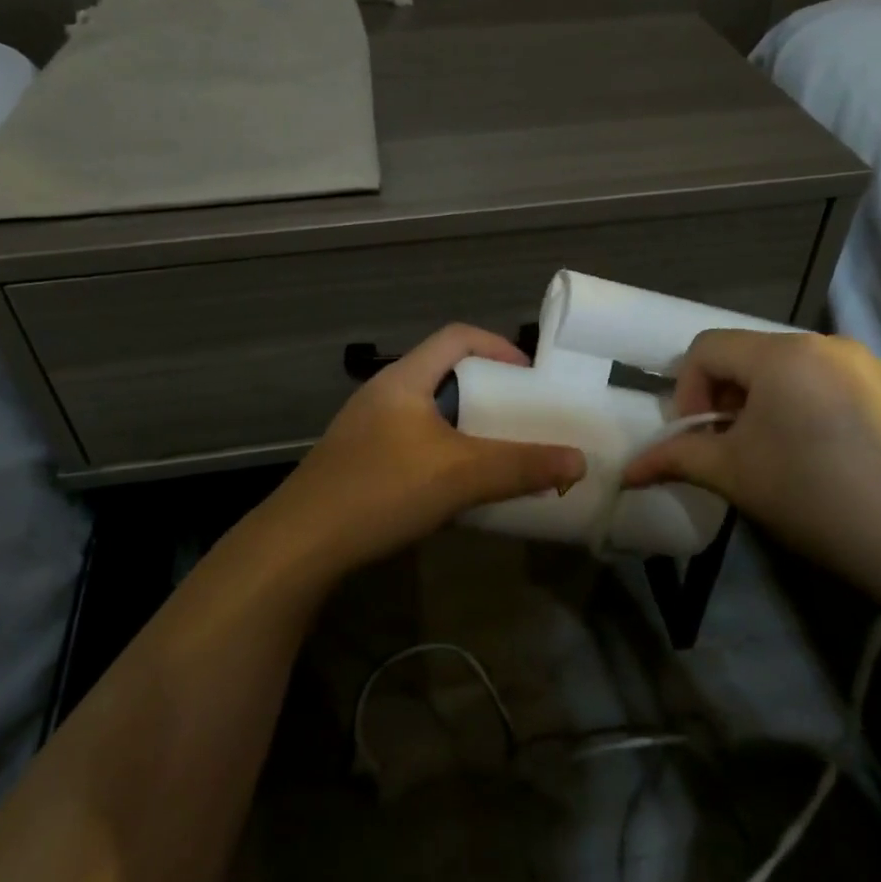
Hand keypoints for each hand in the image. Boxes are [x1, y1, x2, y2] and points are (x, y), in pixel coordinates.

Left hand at [252, 325, 586, 578]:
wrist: (300, 545)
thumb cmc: (382, 490)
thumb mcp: (460, 475)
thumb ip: (521, 466)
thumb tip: (579, 461)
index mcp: (405, 379)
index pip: (457, 336)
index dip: (499, 346)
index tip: (531, 376)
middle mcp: (384, 395)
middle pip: (445, 374)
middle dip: (489, 392)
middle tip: (522, 418)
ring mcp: (367, 430)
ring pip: (430, 414)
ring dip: (467, 428)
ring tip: (498, 453)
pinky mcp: (360, 463)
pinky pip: (414, 444)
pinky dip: (444, 455)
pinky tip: (458, 489)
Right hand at [623, 330, 880, 608]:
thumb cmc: (816, 498)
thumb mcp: (734, 474)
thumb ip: (677, 458)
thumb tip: (629, 470)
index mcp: (782, 353)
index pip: (706, 349)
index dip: (686, 391)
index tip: (696, 439)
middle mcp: (822, 342)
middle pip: (745, 354)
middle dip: (721, 398)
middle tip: (725, 448)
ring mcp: (861, 362)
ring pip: (782, 368)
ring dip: (756, 402)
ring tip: (765, 452)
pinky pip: (818, 379)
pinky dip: (794, 404)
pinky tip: (808, 452)